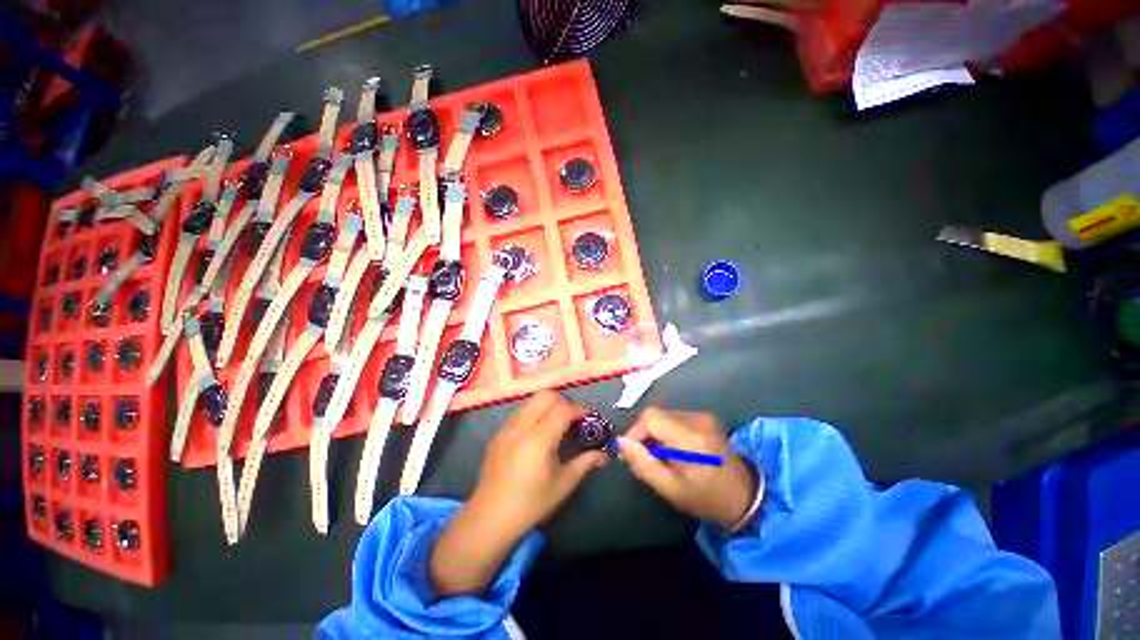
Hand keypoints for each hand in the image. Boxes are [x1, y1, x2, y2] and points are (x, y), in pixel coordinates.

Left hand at [430, 391, 606, 595]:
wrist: (490, 517)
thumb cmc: (531, 503)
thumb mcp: (563, 485)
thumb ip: (585, 463)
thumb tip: (603, 453)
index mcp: (539, 439)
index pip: (563, 409)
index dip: (580, 409)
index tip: (590, 416)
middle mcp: (521, 426)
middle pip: (546, 396)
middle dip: (564, 401)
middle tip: (573, 418)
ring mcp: (507, 427)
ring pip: (531, 400)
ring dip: (548, 404)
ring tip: (557, 422)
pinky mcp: (498, 432)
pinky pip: (520, 411)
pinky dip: (534, 411)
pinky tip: (538, 431)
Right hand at [617, 407, 755, 529]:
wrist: (745, 496)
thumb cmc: (706, 498)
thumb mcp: (671, 489)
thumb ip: (643, 464)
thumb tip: (621, 442)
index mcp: (690, 438)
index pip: (650, 417)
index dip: (635, 431)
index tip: (630, 451)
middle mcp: (697, 419)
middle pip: (655, 414)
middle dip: (643, 433)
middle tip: (642, 456)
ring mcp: (703, 416)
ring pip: (664, 415)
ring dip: (654, 432)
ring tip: (658, 455)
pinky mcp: (705, 418)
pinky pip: (674, 418)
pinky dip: (666, 431)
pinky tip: (671, 449)